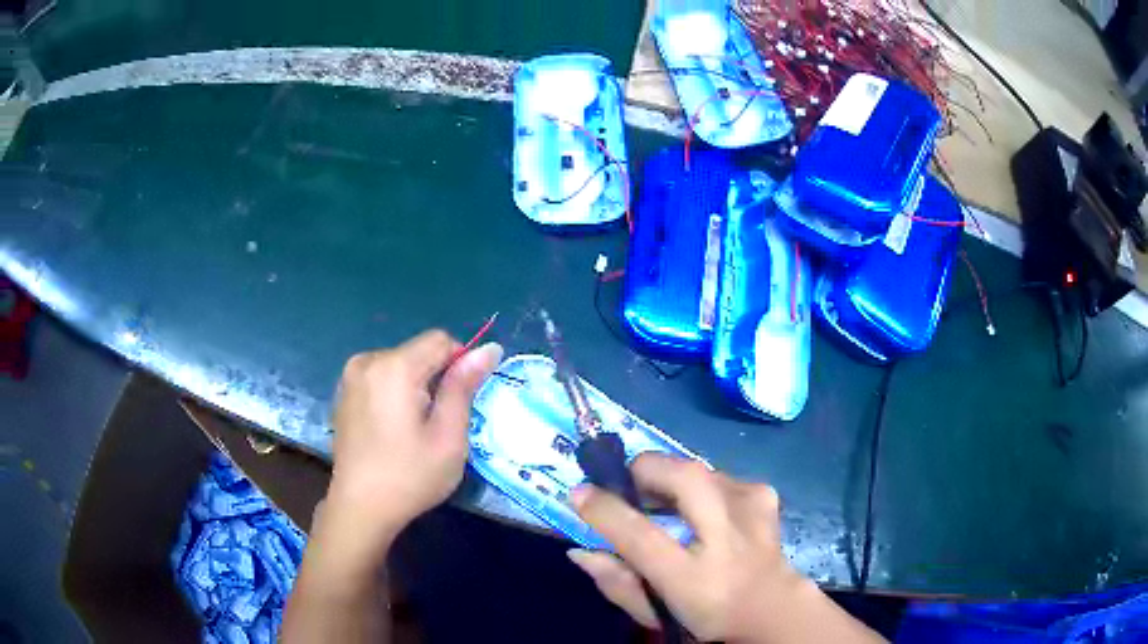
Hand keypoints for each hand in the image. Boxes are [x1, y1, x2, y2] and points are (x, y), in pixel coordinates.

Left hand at [326, 330, 501, 552]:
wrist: (360, 508)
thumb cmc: (410, 476)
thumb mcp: (448, 436)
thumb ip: (464, 387)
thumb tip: (489, 348)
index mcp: (394, 367)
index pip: (440, 340)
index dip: (460, 365)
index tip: (461, 403)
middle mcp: (367, 361)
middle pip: (418, 352)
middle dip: (436, 379)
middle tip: (437, 425)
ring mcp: (350, 376)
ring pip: (400, 364)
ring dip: (416, 387)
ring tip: (414, 430)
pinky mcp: (343, 392)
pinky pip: (381, 377)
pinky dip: (395, 393)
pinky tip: (392, 429)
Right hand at [568, 454, 883, 643]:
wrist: (773, 608)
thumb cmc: (706, 616)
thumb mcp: (655, 612)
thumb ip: (615, 582)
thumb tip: (579, 550)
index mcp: (691, 577)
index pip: (641, 535)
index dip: (605, 509)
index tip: (580, 493)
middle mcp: (726, 539)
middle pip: (683, 479)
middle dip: (645, 469)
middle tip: (627, 484)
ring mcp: (751, 511)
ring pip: (700, 469)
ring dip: (673, 478)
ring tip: (664, 502)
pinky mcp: (764, 495)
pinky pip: (722, 475)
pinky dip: (701, 483)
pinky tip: (703, 508)